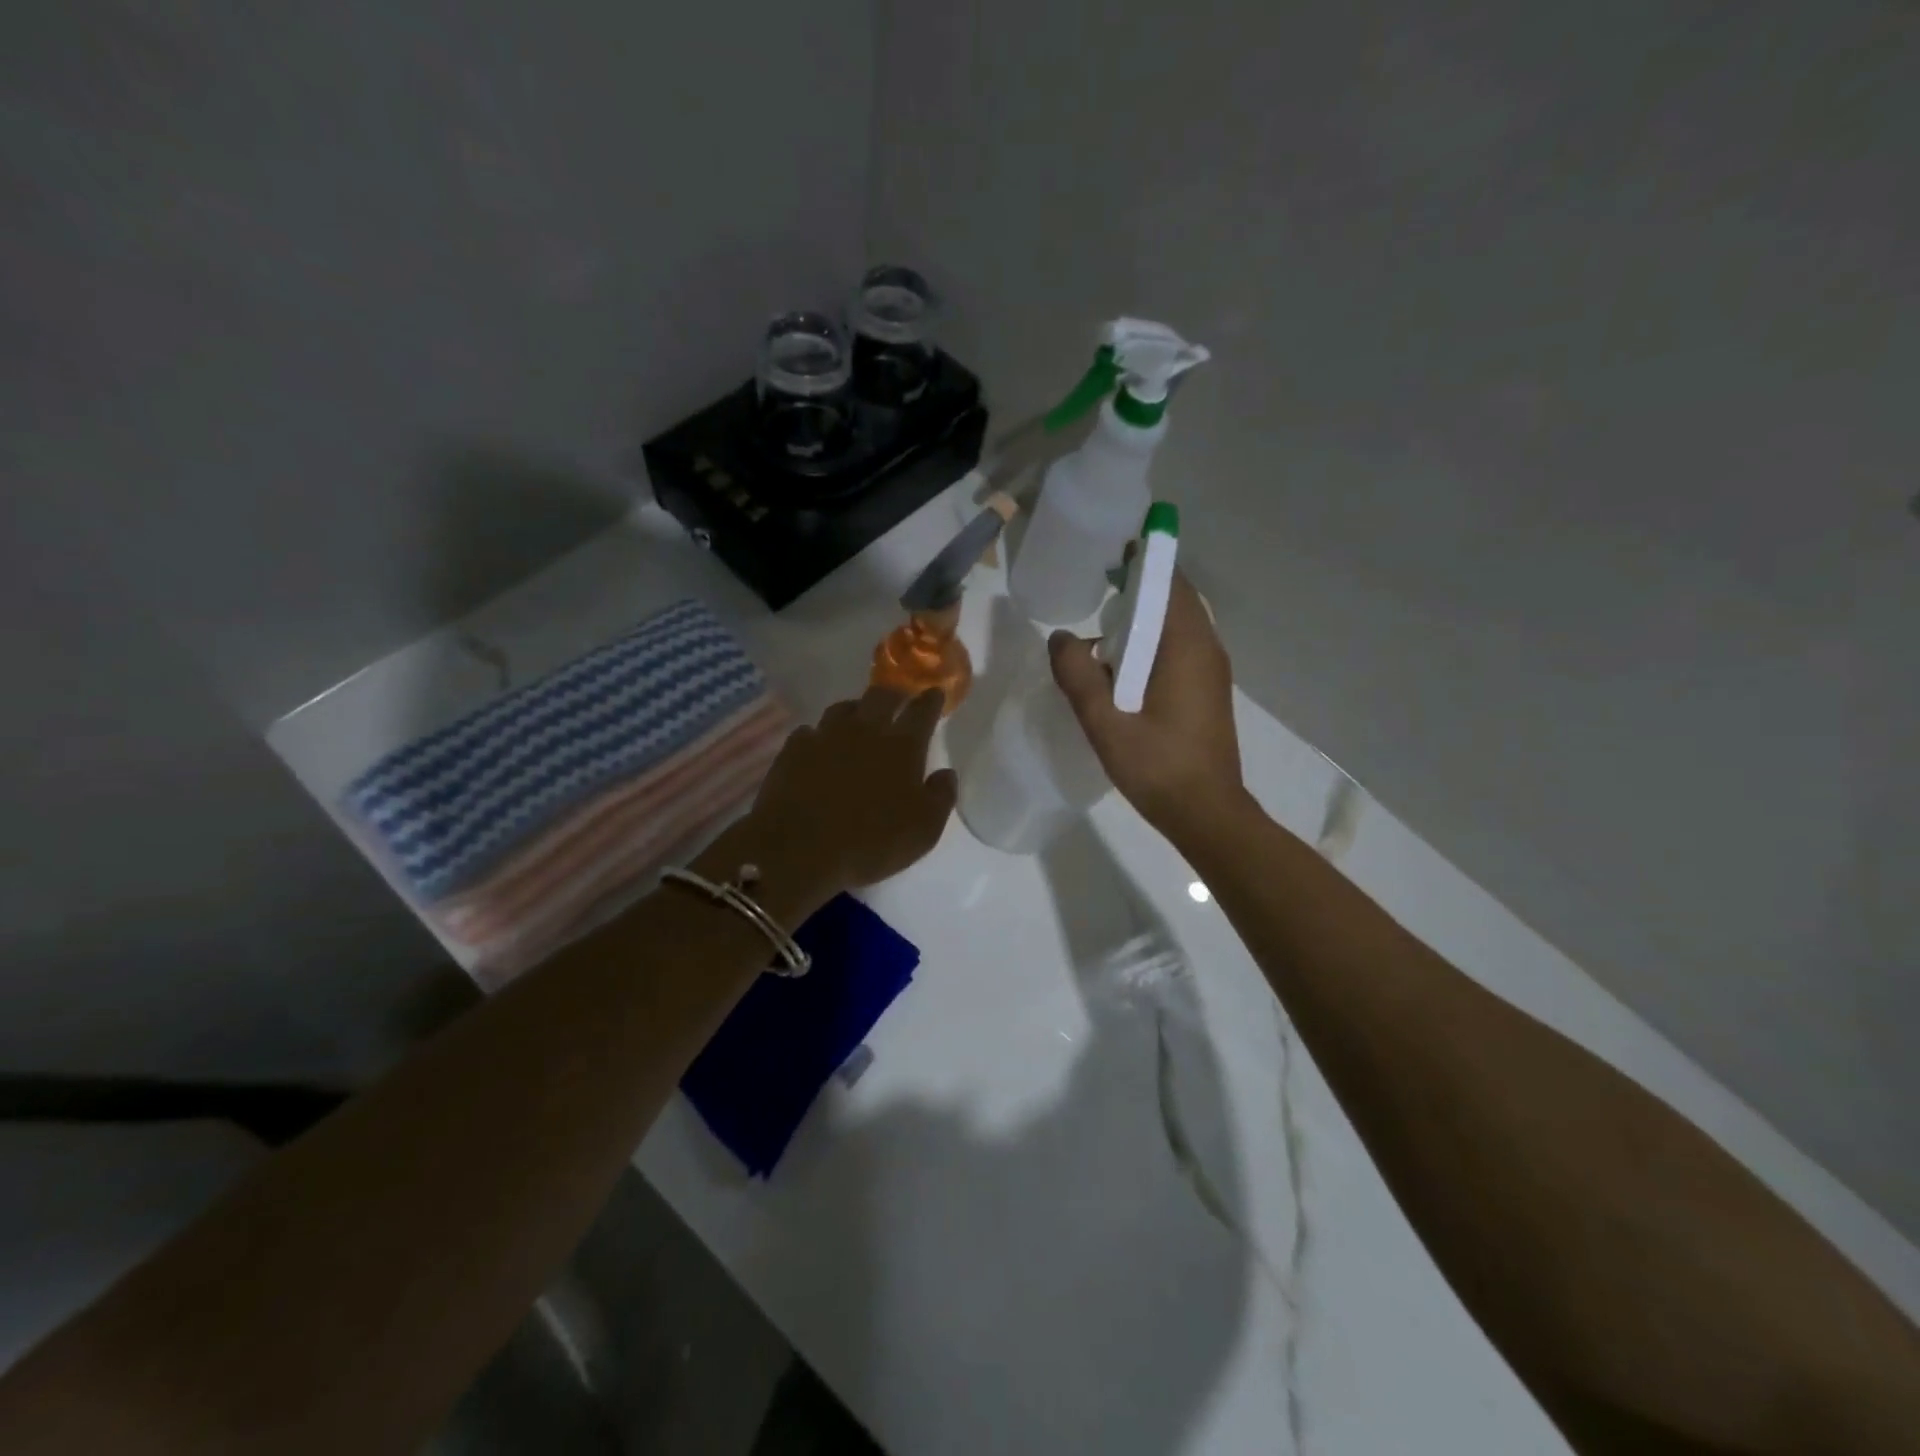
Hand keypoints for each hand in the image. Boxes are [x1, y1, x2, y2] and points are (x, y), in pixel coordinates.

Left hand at [714, 686, 956, 919]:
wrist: (798, 850)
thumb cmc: (870, 843)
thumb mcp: (923, 831)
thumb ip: (940, 797)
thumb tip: (946, 773)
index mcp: (902, 747)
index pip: (922, 711)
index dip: (931, 700)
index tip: (935, 693)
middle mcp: (865, 730)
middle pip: (882, 696)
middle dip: (895, 694)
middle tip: (899, 699)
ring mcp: (825, 736)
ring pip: (843, 708)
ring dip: (856, 709)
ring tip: (859, 718)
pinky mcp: (793, 749)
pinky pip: (810, 731)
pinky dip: (819, 735)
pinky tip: (819, 747)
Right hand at [1048, 568, 1245, 846]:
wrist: (1207, 813)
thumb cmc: (1158, 767)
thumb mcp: (1105, 723)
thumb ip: (1078, 676)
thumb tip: (1060, 637)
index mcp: (1186, 646)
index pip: (1170, 582)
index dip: (1144, 559)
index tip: (1111, 548)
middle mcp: (1207, 648)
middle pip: (1175, 598)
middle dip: (1139, 585)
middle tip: (1097, 581)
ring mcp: (1212, 670)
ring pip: (1178, 624)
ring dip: (1145, 615)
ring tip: (1103, 622)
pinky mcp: (1208, 690)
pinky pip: (1180, 647)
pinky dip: (1153, 640)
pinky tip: (1123, 663)